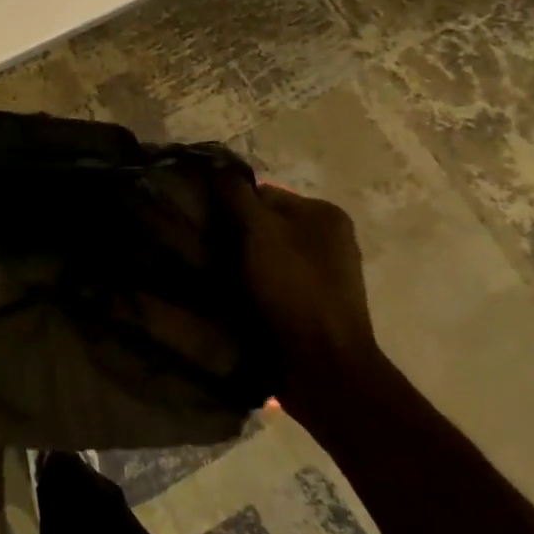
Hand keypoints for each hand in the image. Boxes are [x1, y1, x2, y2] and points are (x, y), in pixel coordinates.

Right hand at [230, 181, 386, 431]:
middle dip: (235, 236)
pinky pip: (272, 285)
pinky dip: (252, 288)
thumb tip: (216, 166)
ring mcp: (323, 276)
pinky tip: (232, 298)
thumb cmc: (294, 288)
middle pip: (264, 225)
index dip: (230, 206)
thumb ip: (237, 196)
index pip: (263, 194)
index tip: (205, 225)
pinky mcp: (312, 307)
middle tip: (204, 252)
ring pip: (265, 257)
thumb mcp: (260, 231)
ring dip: (240, 265)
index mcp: (324, 214)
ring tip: (213, 277)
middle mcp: (329, 240)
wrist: (322, 367)